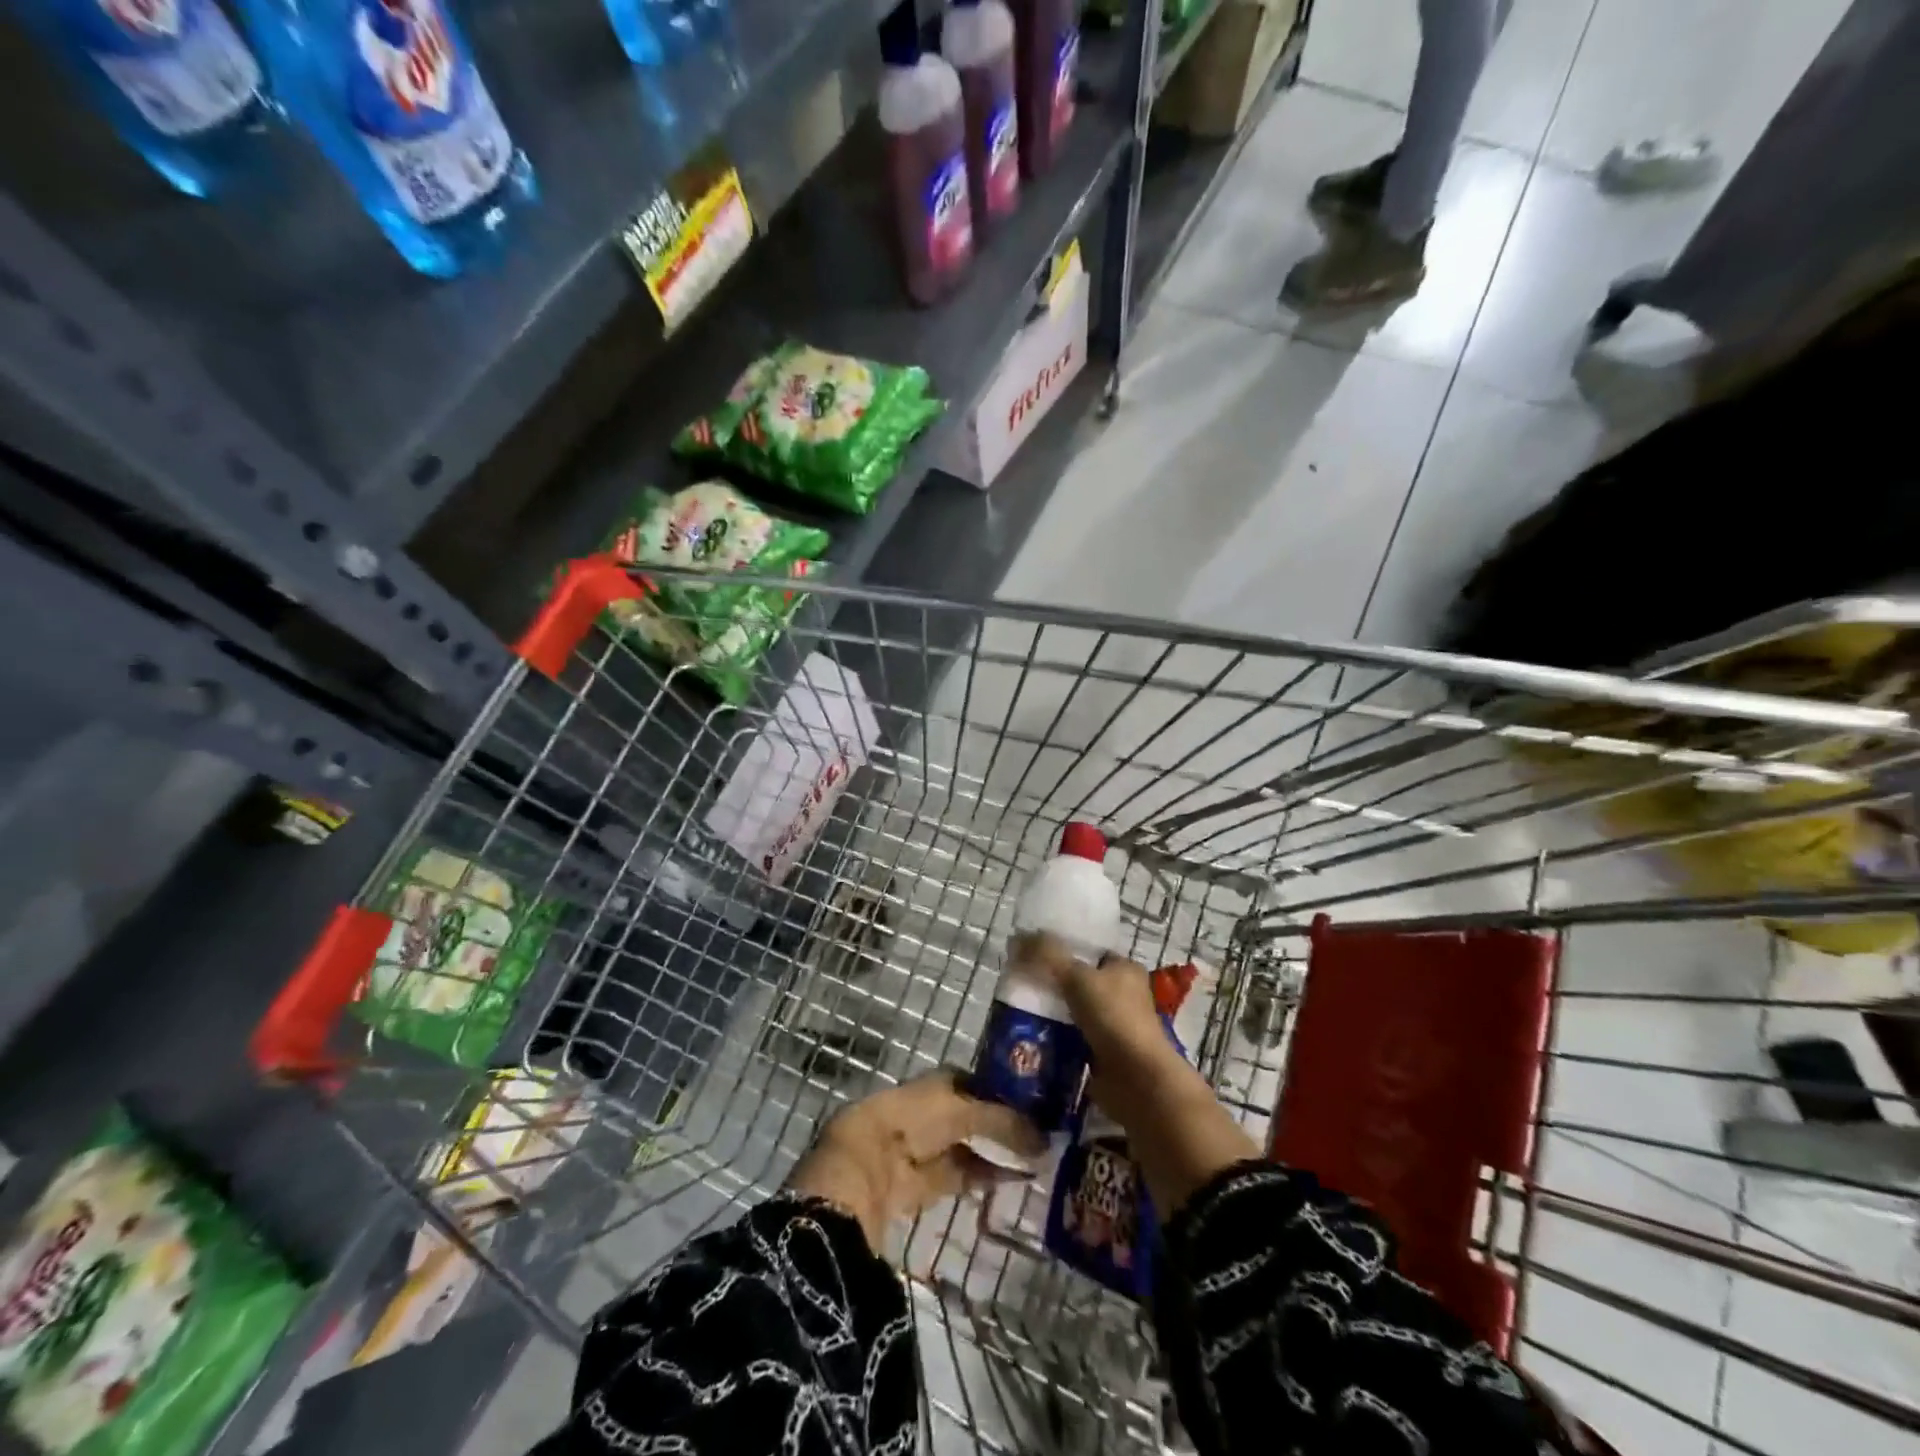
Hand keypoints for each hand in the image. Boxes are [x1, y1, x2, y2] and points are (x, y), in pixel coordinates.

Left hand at [784, 1071, 1043, 1246]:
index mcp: (929, 1086)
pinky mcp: (915, 1188)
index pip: (968, 1082)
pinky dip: (980, 1178)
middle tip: (1038, 1133)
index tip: (1029, 1099)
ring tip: (1032, 1160)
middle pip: (967, 1115)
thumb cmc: (910, 1124)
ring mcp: (917, 1151)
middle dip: (997, 1123)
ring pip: (962, 1147)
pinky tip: (1007, 1183)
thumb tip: (1041, 1138)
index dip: (996, 1088)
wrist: (861, 1173)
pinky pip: (955, 1177)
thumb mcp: (960, 1112)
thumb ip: (1001, 1121)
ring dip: (993, 1153)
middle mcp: (922, 1113)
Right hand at [1010, 933, 1163, 1054]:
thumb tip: (1016, 939)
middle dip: (1052, 983)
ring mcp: (1115, 1026)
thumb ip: (1046, 955)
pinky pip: (1073, 1039)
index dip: (1063, 949)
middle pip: (1080, 982)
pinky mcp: (1105, 1055)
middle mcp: (1124, 995)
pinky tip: (1032, 1037)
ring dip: (1052, 1013)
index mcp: (1124, 969)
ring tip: (1018, 1010)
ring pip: (1075, 1011)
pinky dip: (1056, 1038)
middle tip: (1020, 983)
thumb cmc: (1114, 1018)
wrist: (1137, 1080)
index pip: (1090, 951)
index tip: (1032, 954)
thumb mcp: (1077, 977)